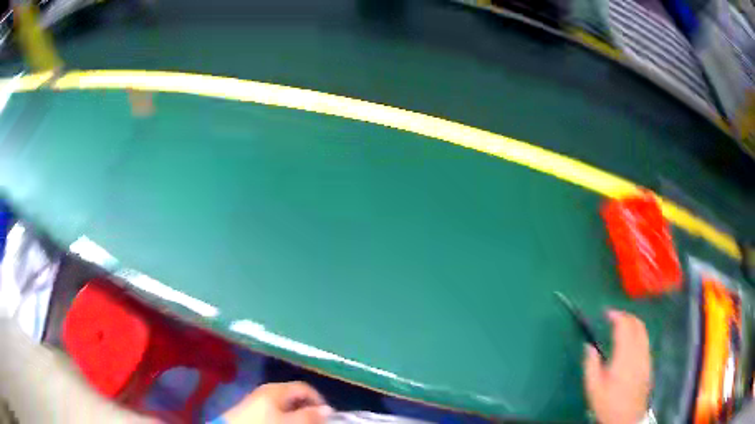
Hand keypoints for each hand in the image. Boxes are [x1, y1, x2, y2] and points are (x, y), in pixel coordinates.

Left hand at [221, 382, 332, 423]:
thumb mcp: (290, 422)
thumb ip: (310, 416)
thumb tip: (327, 410)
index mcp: (277, 389)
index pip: (305, 388)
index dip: (319, 401)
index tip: (326, 417)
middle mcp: (267, 390)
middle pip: (294, 396)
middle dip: (307, 409)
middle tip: (314, 423)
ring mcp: (257, 399)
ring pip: (284, 404)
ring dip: (296, 414)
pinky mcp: (251, 409)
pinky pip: (274, 410)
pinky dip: (283, 417)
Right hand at [583, 310, 651, 423]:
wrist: (627, 418)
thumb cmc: (608, 403)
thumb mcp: (593, 388)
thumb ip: (591, 365)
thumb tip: (589, 346)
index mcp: (624, 356)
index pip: (624, 326)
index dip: (617, 315)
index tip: (607, 313)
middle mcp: (639, 351)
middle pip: (637, 324)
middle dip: (626, 316)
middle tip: (614, 317)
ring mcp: (646, 357)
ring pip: (644, 331)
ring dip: (634, 323)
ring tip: (622, 325)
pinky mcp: (649, 363)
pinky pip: (646, 340)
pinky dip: (638, 333)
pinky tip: (630, 342)